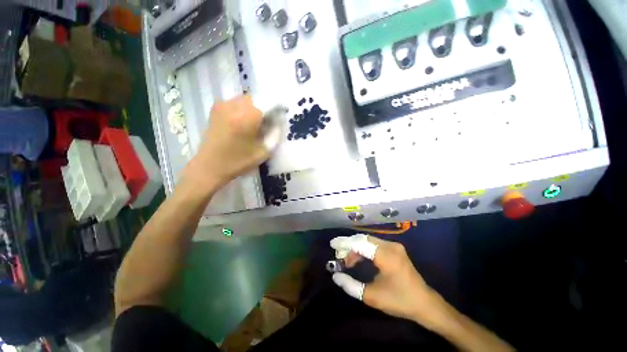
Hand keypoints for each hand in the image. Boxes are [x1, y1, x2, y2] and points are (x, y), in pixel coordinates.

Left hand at [184, 95, 270, 189]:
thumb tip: (279, 122)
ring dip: (252, 110)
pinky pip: (235, 103)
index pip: (269, 104)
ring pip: (246, 100)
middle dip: (263, 111)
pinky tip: (240, 124)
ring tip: (251, 126)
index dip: (275, 113)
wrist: (210, 166)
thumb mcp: (264, 152)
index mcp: (247, 116)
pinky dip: (242, 110)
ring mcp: (223, 105)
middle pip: (257, 100)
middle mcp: (235, 105)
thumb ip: (275, 135)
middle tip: (263, 127)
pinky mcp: (216, 108)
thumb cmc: (239, 161)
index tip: (275, 124)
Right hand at [330, 235, 438, 321]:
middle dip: (349, 245)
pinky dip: (364, 249)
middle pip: (363, 239)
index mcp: (386, 255)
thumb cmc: (399, 301)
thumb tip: (335, 276)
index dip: (344, 243)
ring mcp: (394, 246)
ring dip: (356, 248)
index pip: (360, 243)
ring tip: (347, 261)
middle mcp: (390, 245)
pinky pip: (374, 244)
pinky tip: (358, 259)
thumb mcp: (372, 296)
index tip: (332, 244)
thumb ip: (351, 285)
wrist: (425, 303)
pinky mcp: (395, 249)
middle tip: (339, 255)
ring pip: (368, 240)